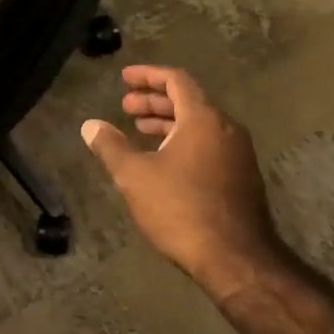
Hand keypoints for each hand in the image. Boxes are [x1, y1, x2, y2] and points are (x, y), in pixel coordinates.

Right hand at [81, 65, 280, 292]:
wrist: (236, 259)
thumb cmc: (181, 209)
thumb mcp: (135, 176)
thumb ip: (111, 146)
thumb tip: (90, 125)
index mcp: (203, 118)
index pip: (176, 80)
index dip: (148, 75)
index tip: (125, 78)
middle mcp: (226, 128)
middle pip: (188, 100)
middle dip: (155, 100)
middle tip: (126, 107)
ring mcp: (239, 153)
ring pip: (199, 125)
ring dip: (168, 122)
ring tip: (140, 130)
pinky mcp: (243, 177)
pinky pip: (209, 144)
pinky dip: (184, 141)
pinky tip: (165, 161)